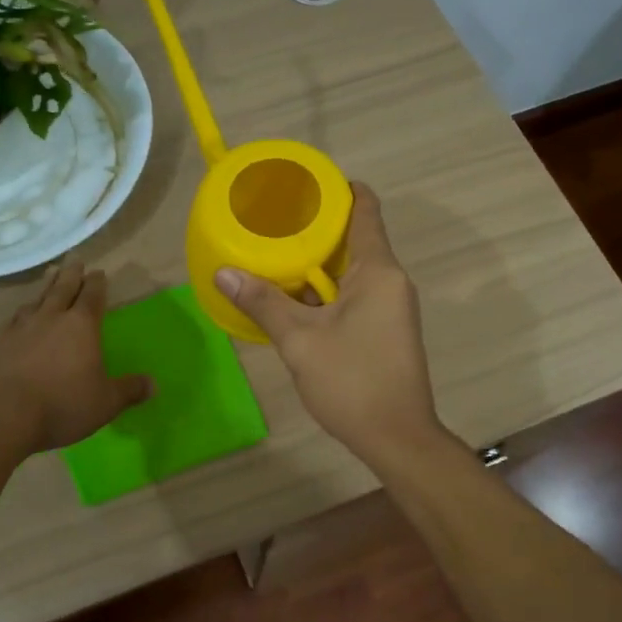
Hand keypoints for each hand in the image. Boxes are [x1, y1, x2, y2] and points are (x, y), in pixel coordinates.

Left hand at [0, 260, 149, 452]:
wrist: (3, 416)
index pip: (92, 296)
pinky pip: (16, 318)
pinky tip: (22, 315)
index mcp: (82, 326)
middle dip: (72, 274)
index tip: (99, 273)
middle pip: (63, 288)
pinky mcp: (0, 343)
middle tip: (75, 260)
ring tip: (50, 277)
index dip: (97, 284)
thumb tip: (154, 384)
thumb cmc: (63, 405)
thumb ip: (130, 390)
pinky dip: (24, 311)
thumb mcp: (106, 403)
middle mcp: (52, 318)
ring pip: (38, 299)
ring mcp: (22, 328)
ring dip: (47, 286)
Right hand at [214, 184, 444, 469]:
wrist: (397, 438)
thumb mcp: (300, 340)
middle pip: (354, 238)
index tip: (304, 184)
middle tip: (273, 221)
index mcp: (377, 270)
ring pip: (350, 271)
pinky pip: (353, 295)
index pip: (365, 209)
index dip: (338, 189)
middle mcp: (390, 280)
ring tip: (273, 255)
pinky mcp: (385, 329)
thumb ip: (264, 303)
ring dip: (316, 264)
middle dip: (316, 229)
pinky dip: (325, 291)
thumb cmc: (352, 381)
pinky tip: (292, 299)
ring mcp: (391, 306)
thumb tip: (224, 273)